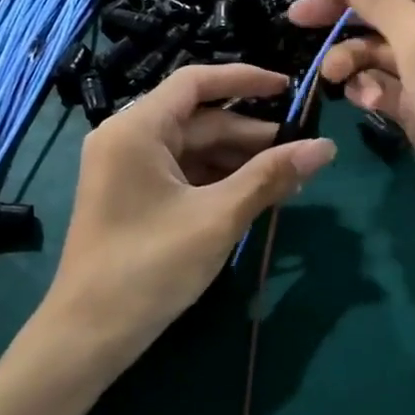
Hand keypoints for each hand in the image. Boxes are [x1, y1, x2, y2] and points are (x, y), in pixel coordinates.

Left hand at [41, 63, 335, 379]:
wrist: (89, 335)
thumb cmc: (151, 267)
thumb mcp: (219, 218)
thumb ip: (271, 177)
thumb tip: (325, 147)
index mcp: (137, 129)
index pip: (197, 82)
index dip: (245, 80)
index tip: (289, 87)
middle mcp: (127, 138)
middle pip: (199, 120)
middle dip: (250, 135)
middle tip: (300, 152)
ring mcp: (127, 168)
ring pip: (194, 149)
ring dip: (239, 161)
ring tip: (287, 180)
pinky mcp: (132, 196)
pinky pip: (183, 173)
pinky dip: (218, 181)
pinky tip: (254, 197)